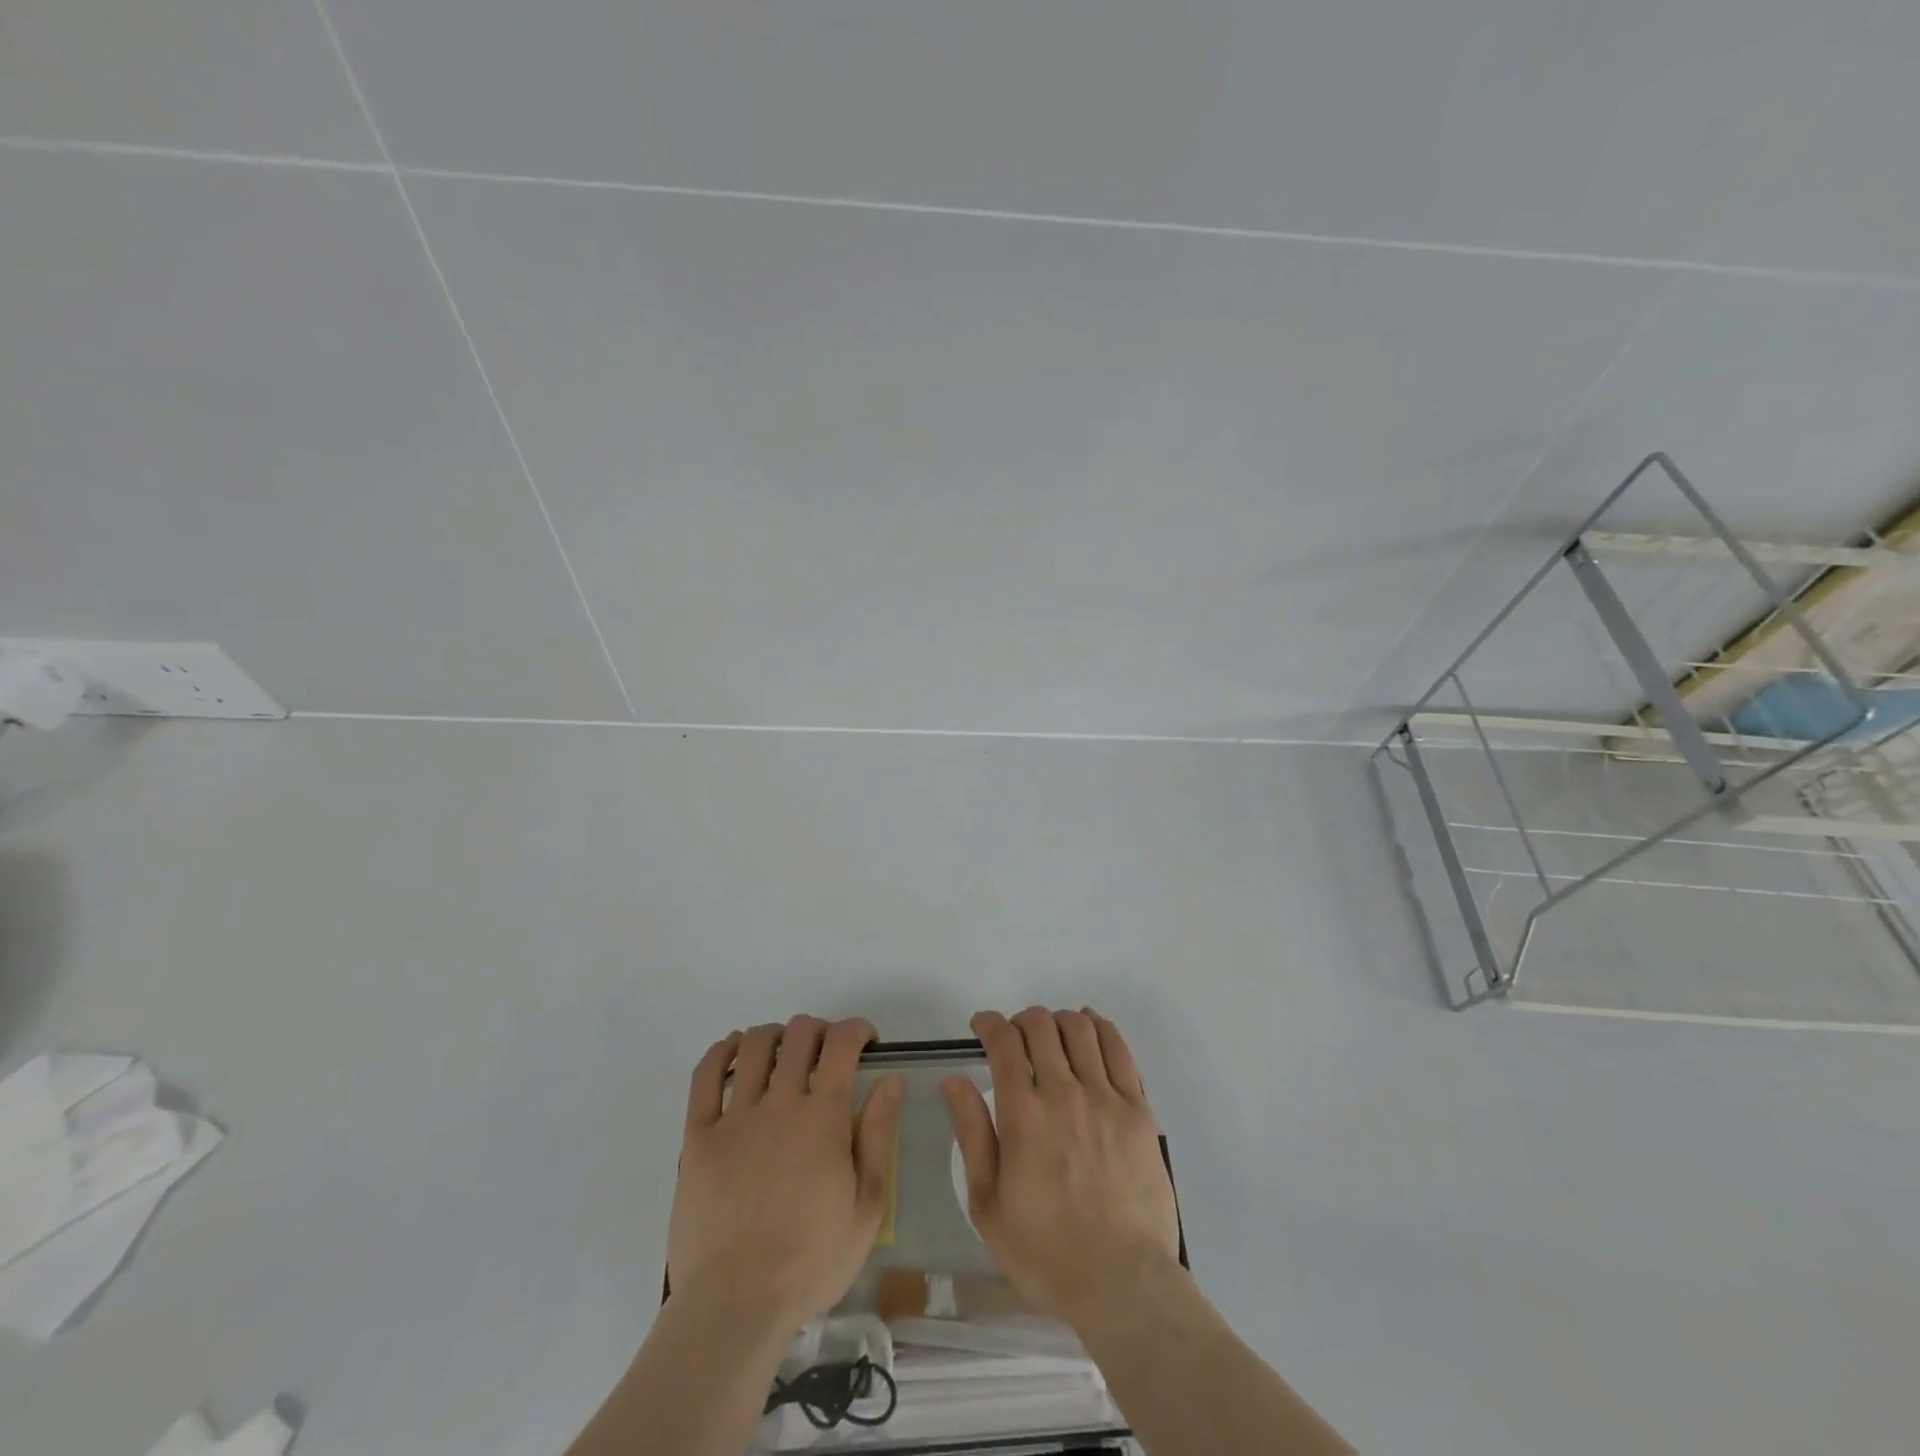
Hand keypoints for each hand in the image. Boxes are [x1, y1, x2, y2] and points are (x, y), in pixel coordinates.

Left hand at [669, 1015, 904, 1328]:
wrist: (736, 1304)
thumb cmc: (811, 1260)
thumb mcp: (868, 1206)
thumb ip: (880, 1135)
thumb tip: (891, 1079)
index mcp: (824, 1117)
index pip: (842, 1044)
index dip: (857, 1029)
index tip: (865, 1042)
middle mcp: (780, 1103)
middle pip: (799, 1034)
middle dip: (819, 1030)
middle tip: (826, 1053)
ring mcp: (734, 1118)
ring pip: (753, 1044)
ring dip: (775, 1035)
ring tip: (783, 1053)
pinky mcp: (697, 1137)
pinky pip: (704, 1076)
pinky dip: (721, 1052)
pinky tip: (734, 1052)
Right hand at [943, 1007, 1180, 1323]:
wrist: (1122, 1283)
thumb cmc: (1045, 1251)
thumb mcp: (987, 1203)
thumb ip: (971, 1133)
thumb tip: (954, 1080)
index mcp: (1023, 1114)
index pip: (1004, 1042)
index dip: (989, 1023)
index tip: (982, 1026)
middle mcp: (1064, 1093)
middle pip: (1041, 1025)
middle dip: (1021, 1020)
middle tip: (1015, 1038)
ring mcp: (1105, 1098)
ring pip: (1080, 1029)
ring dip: (1058, 1021)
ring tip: (1050, 1036)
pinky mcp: (1138, 1110)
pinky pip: (1119, 1050)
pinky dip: (1100, 1027)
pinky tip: (1090, 1027)